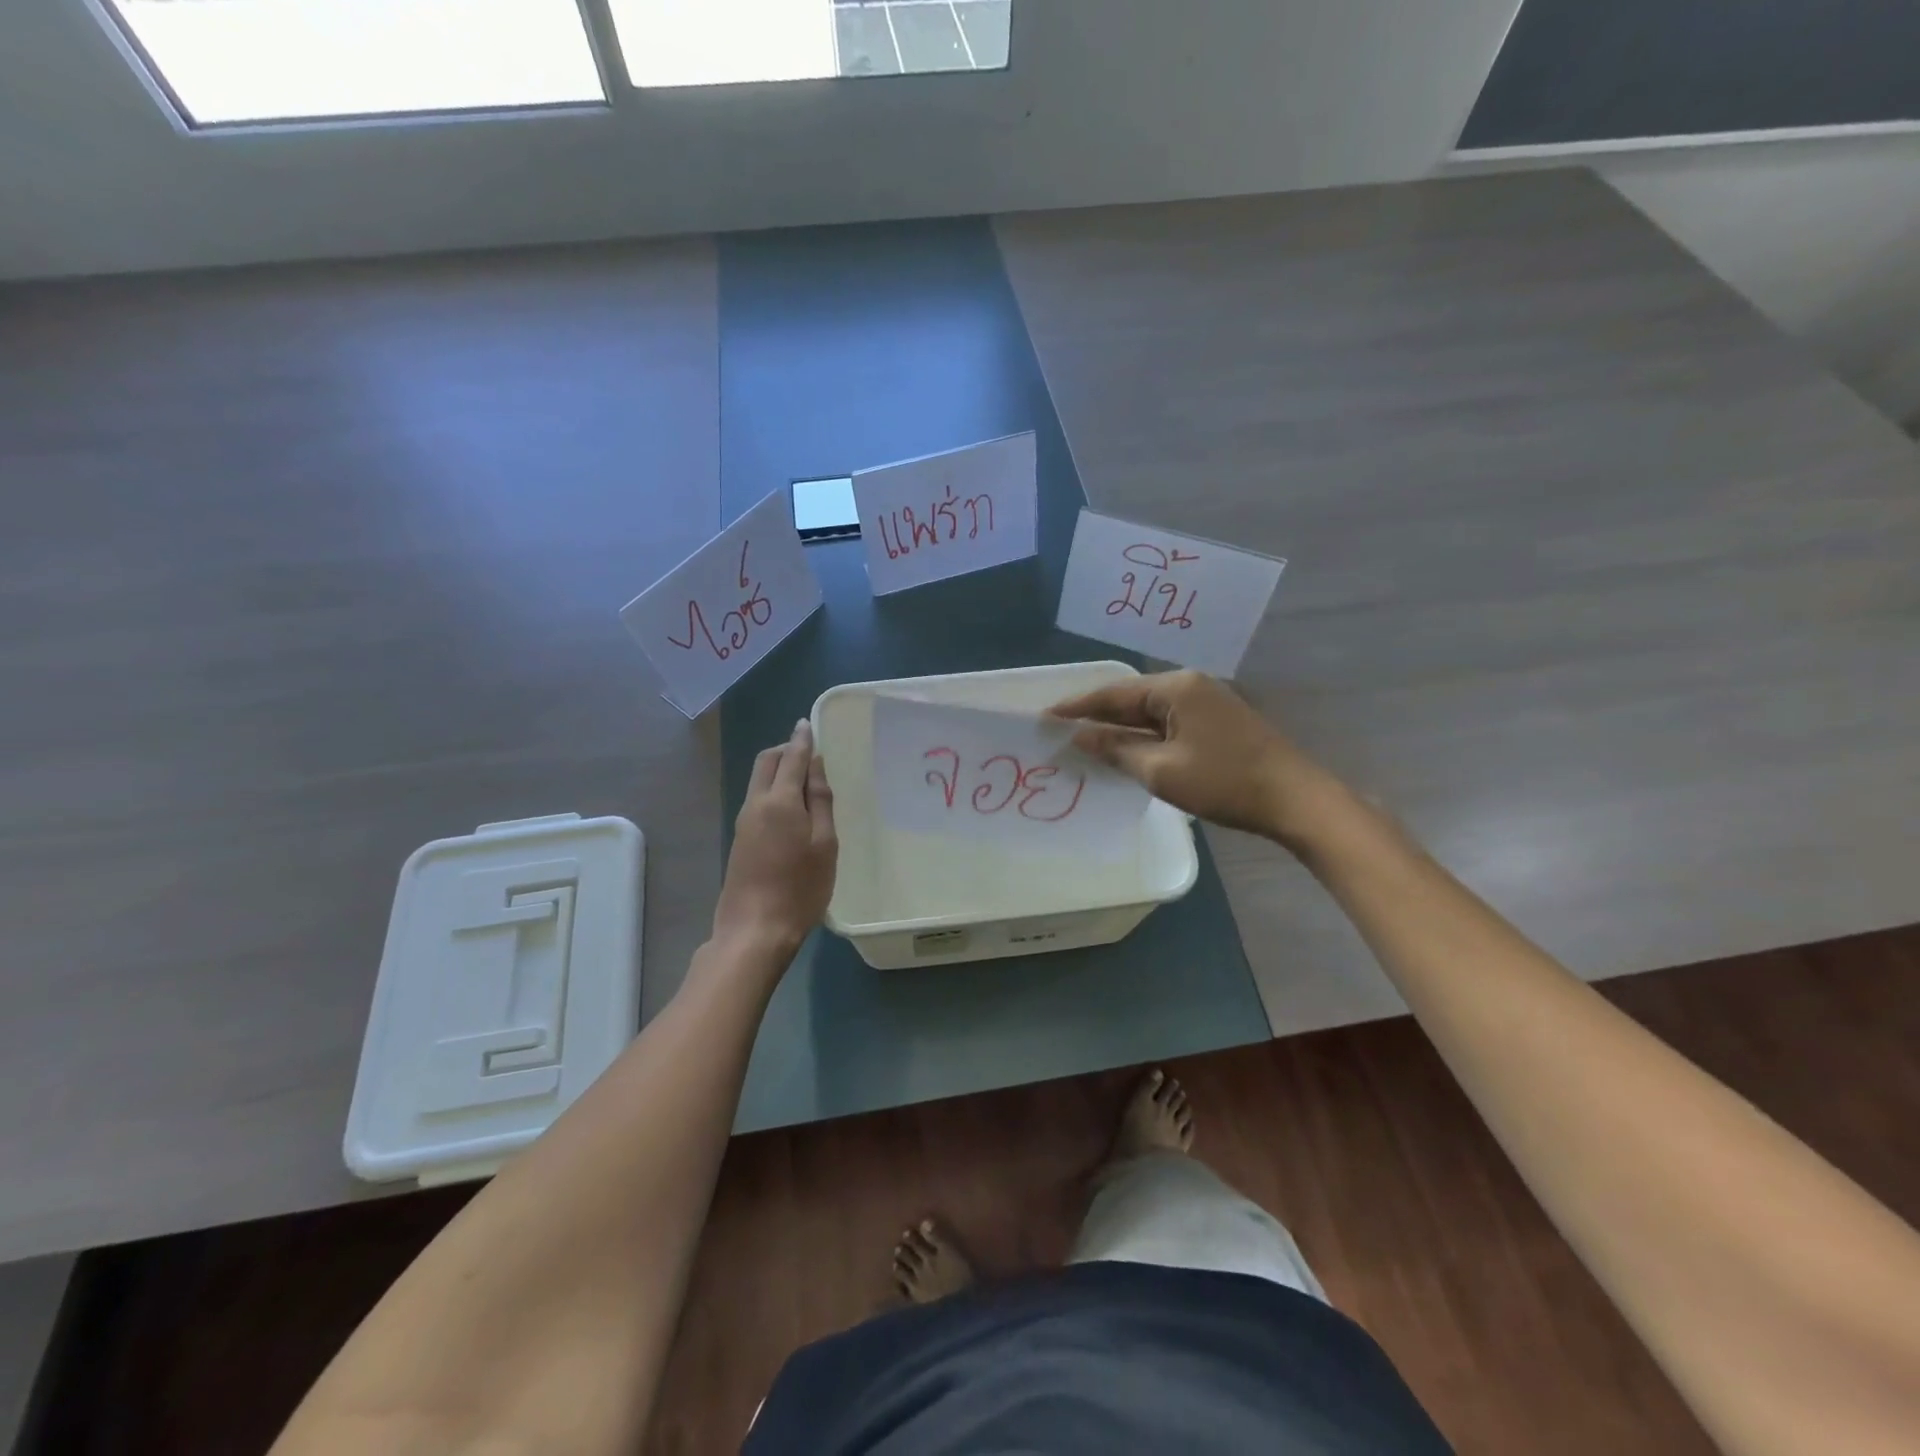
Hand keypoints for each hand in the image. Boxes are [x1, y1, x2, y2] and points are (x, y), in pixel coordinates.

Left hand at [712, 720, 837, 953]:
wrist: (754, 930)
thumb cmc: (800, 888)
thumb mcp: (824, 844)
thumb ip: (820, 801)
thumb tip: (815, 765)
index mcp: (780, 800)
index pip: (791, 757)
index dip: (802, 739)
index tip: (808, 724)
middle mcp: (756, 803)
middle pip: (766, 762)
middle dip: (786, 750)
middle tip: (809, 752)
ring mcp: (743, 822)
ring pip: (759, 780)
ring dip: (778, 770)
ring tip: (805, 779)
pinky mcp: (740, 840)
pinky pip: (757, 799)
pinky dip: (773, 789)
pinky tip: (792, 807)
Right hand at [1048, 670, 1334, 840]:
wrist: (1295, 799)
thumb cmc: (1224, 782)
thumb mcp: (1161, 770)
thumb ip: (1117, 749)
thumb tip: (1081, 736)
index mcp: (1175, 688)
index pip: (1114, 693)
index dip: (1077, 706)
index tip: (1045, 716)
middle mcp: (1190, 685)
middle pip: (1132, 698)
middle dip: (1096, 714)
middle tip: (1060, 729)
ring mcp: (1207, 702)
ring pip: (1150, 712)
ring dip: (1120, 727)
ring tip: (1085, 740)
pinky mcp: (1218, 721)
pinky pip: (1168, 722)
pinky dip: (1143, 735)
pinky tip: (1126, 749)